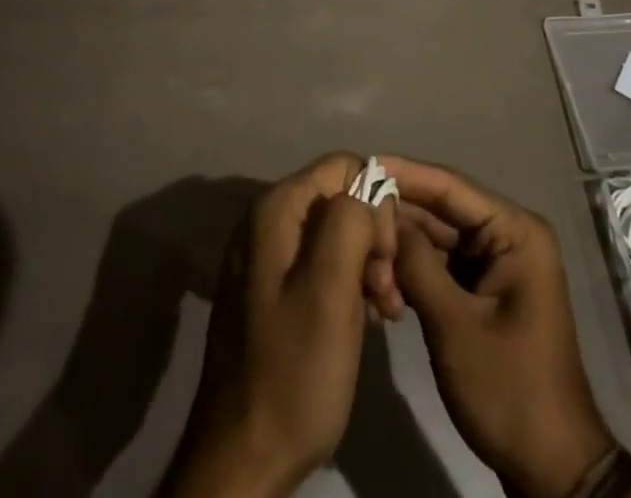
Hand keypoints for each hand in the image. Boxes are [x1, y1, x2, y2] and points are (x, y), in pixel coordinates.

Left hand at [161, 154, 397, 497]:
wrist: (242, 462)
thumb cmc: (293, 372)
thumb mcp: (330, 290)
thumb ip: (350, 221)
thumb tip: (367, 191)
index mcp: (276, 210)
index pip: (344, 167)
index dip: (375, 204)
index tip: (385, 261)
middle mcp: (266, 221)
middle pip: (339, 198)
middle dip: (373, 237)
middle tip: (388, 294)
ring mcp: (265, 257)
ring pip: (334, 233)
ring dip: (366, 264)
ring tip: (383, 312)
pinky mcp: (269, 291)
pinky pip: (319, 264)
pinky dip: (347, 283)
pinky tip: (364, 319)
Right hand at [384, 156, 615, 497]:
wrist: (550, 468)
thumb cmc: (509, 389)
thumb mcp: (455, 325)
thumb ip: (416, 264)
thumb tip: (381, 216)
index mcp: (515, 231)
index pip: (451, 187)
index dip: (406, 173)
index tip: (364, 162)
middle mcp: (507, 236)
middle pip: (442, 210)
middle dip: (398, 214)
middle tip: (349, 209)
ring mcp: (496, 264)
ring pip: (437, 238)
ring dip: (401, 244)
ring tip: (357, 243)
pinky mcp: (483, 290)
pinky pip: (441, 265)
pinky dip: (412, 269)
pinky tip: (378, 273)